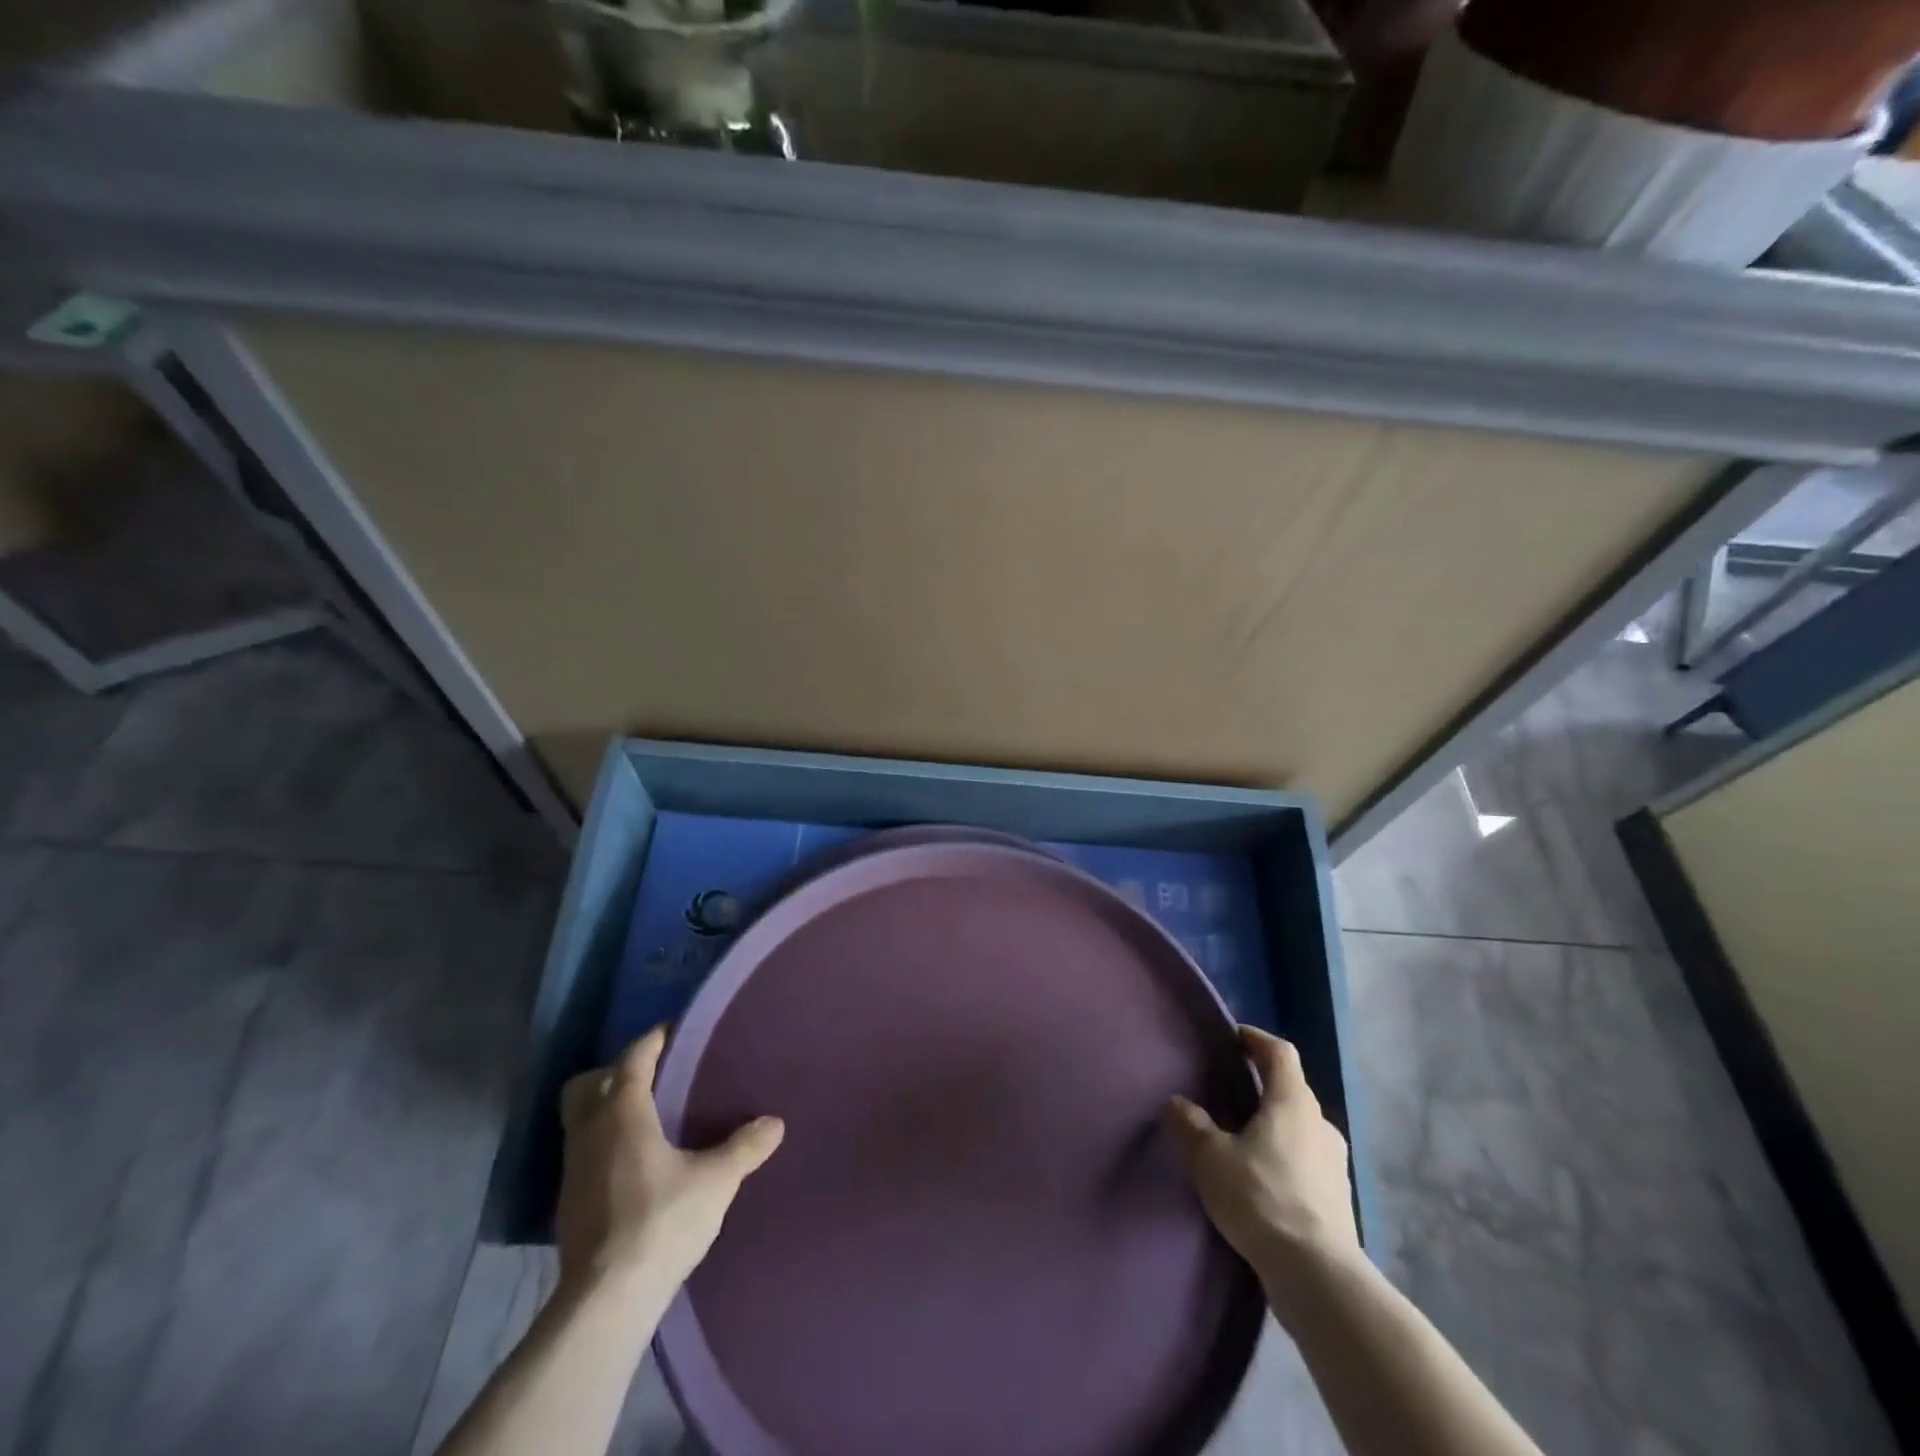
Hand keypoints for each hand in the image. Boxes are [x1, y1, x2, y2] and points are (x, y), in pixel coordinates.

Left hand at [556, 1026, 784, 1297]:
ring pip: (580, 1119)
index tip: (677, 1031)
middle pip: (589, 1083)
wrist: (606, 1300)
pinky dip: (602, 1142)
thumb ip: (745, 1147)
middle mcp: (590, 1132)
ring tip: (645, 1116)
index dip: (654, 1039)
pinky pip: (583, 1151)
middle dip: (616, 1071)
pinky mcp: (569, 1202)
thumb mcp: (716, 1181)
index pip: (633, 1058)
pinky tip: (632, 1161)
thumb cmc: (661, 1222)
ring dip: (605, 1108)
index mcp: (622, 1113)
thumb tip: (774, 1123)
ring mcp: (573, 1169)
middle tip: (653, 1075)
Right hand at [1164, 1026, 1359, 1297]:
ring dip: (1274, 1126)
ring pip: (1300, 1128)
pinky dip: (1284, 1159)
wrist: (1317, 1275)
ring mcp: (1334, 1164)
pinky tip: (1261, 1181)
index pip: (1280, 1053)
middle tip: (1230, 1092)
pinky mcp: (1337, 1200)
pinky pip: (1306, 1162)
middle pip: (1291, 1090)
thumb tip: (1177, 1103)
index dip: (1256, 1040)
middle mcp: (1320, 1124)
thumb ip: (1190, 1124)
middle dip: (1262, 1086)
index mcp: (1292, 1102)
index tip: (1234, 1038)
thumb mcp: (1210, 1157)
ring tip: (1242, 1140)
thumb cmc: (1261, 1198)